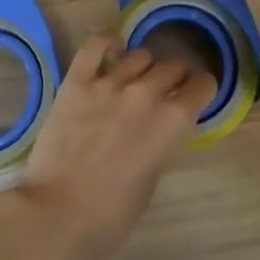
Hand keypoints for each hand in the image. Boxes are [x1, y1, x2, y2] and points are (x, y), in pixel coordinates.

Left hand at [12, 36, 216, 259]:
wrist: (56, 214)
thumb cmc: (109, 216)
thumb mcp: (151, 183)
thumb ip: (160, 146)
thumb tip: (157, 130)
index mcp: (171, 122)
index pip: (201, 86)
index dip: (202, 89)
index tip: (197, 94)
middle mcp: (145, 93)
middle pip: (172, 67)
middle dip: (175, 77)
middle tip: (167, 90)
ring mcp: (109, 82)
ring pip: (140, 55)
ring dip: (144, 67)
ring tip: (136, 79)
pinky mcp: (78, 80)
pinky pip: (96, 45)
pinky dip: (107, 43)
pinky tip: (111, 51)